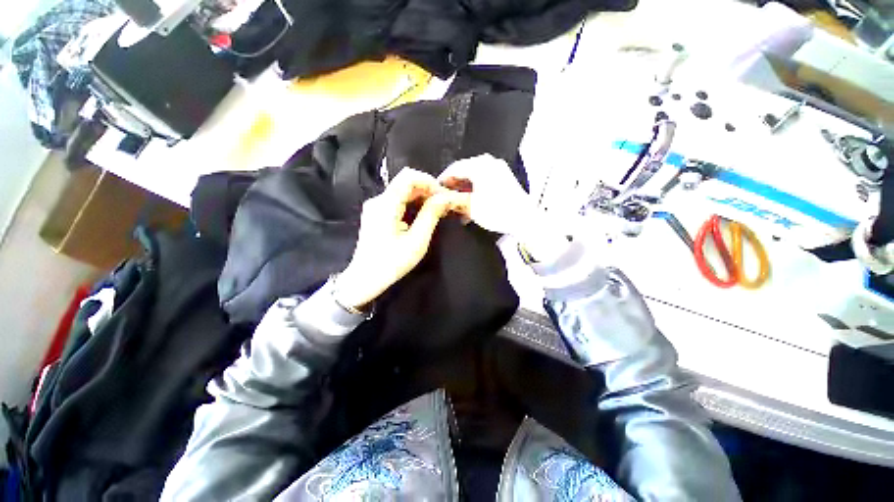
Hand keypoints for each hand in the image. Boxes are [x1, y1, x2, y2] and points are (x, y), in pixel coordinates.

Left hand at [335, 168, 461, 308]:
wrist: (365, 278)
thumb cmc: (391, 263)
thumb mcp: (417, 241)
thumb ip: (431, 215)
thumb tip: (445, 197)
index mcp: (386, 204)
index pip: (409, 177)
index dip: (429, 182)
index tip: (444, 195)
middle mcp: (378, 200)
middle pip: (406, 182)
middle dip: (428, 190)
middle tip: (444, 204)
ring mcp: (375, 206)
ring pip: (403, 191)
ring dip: (422, 197)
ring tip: (437, 210)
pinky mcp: (376, 213)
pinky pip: (397, 200)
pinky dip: (413, 204)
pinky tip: (423, 215)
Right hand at [438, 154, 568, 262]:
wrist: (524, 219)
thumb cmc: (498, 211)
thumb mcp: (471, 206)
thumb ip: (453, 199)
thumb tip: (440, 197)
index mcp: (480, 165)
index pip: (454, 169)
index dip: (443, 180)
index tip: (435, 190)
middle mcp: (489, 162)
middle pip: (464, 172)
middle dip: (454, 186)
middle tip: (445, 198)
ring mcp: (498, 170)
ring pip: (474, 177)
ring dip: (464, 191)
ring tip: (457, 205)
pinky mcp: (504, 178)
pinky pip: (483, 181)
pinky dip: (474, 191)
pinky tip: (470, 205)